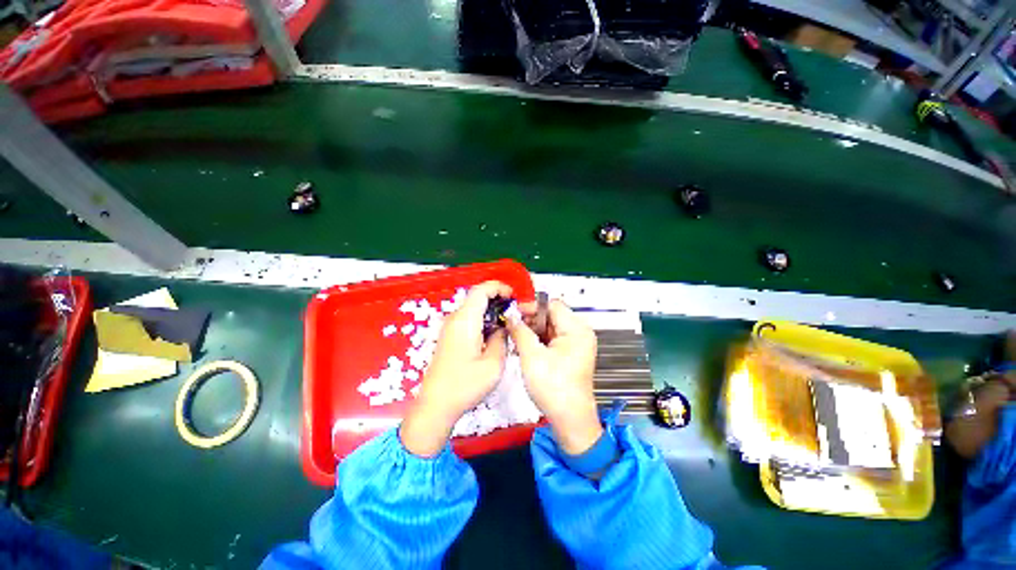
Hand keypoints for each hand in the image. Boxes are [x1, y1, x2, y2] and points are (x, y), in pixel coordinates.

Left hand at [400, 281, 512, 456]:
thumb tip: (504, 326)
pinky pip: (468, 318)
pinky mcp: (449, 336)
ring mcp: (450, 327)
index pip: (481, 290)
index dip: (498, 287)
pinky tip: (493, 332)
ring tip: (507, 321)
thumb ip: (502, 339)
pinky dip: (483, 318)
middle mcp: (455, 318)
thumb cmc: (465, 385)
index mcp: (465, 320)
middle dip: (497, 298)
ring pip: (472, 307)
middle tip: (514, 310)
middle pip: (476, 296)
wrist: (436, 404)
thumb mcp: (494, 363)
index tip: (514, 296)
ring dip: (490, 309)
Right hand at [507, 299, 601, 454]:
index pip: (552, 305)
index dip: (531, 307)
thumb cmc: (553, 388)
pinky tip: (524, 347)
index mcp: (576, 329)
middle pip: (552, 315)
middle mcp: (580, 332)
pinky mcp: (571, 353)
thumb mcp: (532, 356)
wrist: (570, 420)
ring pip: (550, 327)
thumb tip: (510, 316)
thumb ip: (520, 331)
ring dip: (533, 331)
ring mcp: (577, 343)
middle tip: (512, 327)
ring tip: (515, 338)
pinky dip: (539, 340)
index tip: (513, 314)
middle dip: (531, 320)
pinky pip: (553, 339)